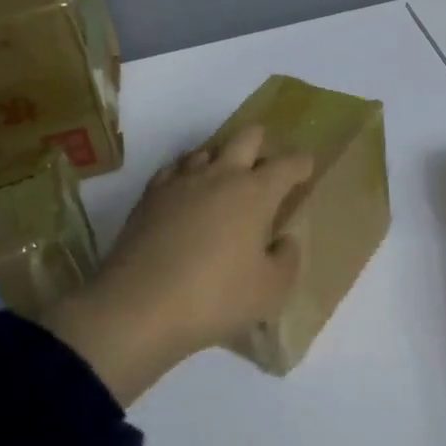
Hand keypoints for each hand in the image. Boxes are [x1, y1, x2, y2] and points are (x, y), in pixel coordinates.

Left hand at [42, 126, 313, 404]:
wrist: (138, 307)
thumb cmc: (216, 298)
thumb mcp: (270, 291)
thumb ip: (287, 260)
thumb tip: (285, 240)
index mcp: (255, 193)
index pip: (287, 165)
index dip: (301, 164)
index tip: (307, 166)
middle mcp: (220, 176)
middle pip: (245, 138)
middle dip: (261, 142)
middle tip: (266, 159)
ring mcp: (180, 183)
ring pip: (206, 151)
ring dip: (221, 158)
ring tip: (226, 177)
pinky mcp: (149, 197)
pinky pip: (174, 170)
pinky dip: (186, 174)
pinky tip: (186, 192)